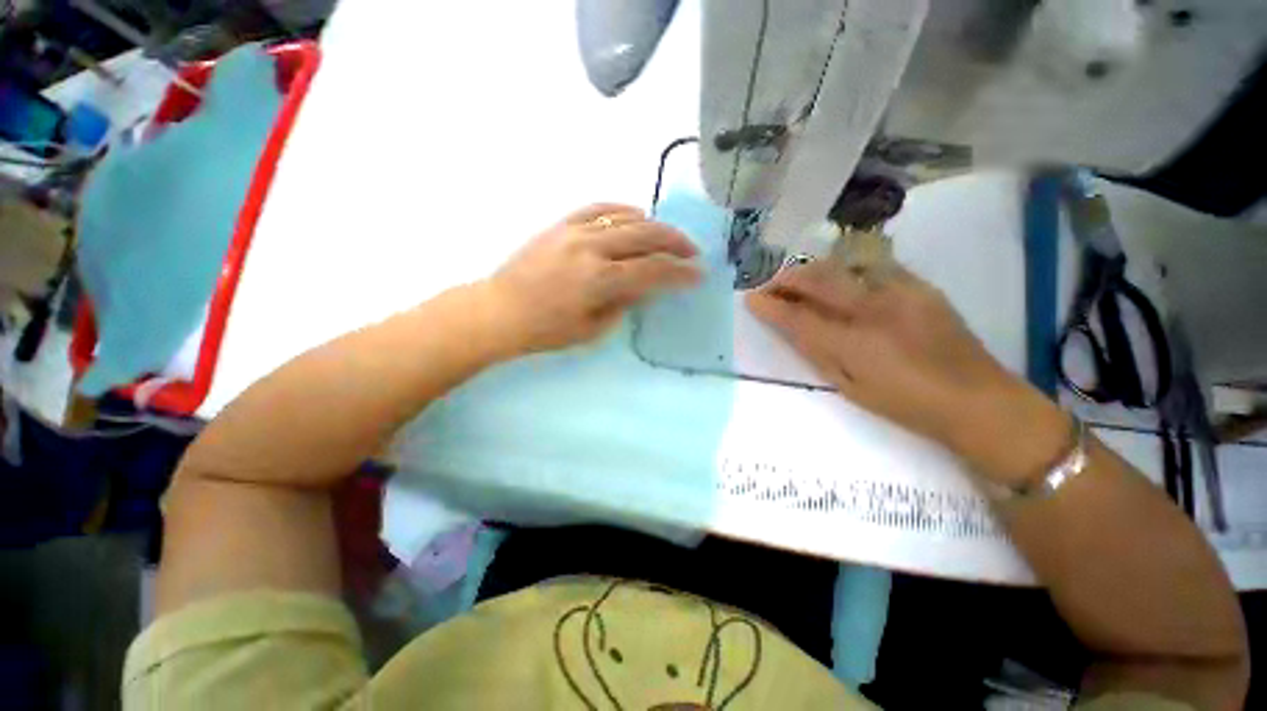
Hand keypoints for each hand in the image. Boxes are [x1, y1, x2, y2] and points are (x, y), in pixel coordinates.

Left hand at [481, 203, 701, 355]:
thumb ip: (624, 303)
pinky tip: (636, 216)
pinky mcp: (562, 224)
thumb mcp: (592, 329)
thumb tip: (647, 285)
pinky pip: (599, 208)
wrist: (500, 310)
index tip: (698, 274)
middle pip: (647, 237)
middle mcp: (592, 248)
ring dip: (655, 226)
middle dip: (676, 243)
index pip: (653, 271)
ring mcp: (575, 231)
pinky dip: (623, 210)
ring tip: (668, 237)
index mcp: (600, 281)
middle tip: (692, 252)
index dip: (680, 272)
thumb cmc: (546, 330)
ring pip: (627, 218)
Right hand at [746, 260, 1068, 483]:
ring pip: (843, 266)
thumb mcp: (850, 387)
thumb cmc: (906, 404)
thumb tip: (791, 328)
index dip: (769, 306)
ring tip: (798, 281)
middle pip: (817, 280)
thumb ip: (817, 353)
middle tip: (770, 285)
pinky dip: (845, 270)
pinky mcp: (920, 285)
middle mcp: (874, 309)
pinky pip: (872, 266)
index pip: (797, 317)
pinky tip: (840, 281)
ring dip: (812, 271)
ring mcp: (900, 292)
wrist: (978, 399)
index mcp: (854, 344)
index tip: (751, 299)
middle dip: (786, 278)